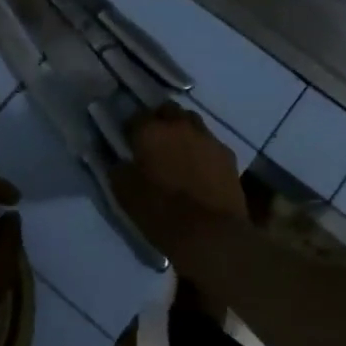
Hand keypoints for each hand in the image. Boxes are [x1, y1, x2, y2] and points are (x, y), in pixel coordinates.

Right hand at [128, 104, 248, 219]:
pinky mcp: (227, 154)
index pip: (136, 116)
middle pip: (167, 110)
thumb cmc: (162, 213)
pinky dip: (202, 148)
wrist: (211, 234)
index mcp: (151, 132)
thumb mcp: (125, 195)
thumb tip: (119, 161)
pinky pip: (210, 142)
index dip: (131, 129)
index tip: (128, 142)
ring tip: (178, 151)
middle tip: (154, 141)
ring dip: (182, 130)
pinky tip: (199, 167)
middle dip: (159, 120)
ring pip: (191, 121)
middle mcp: (179, 125)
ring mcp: (207, 137)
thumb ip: (118, 170)